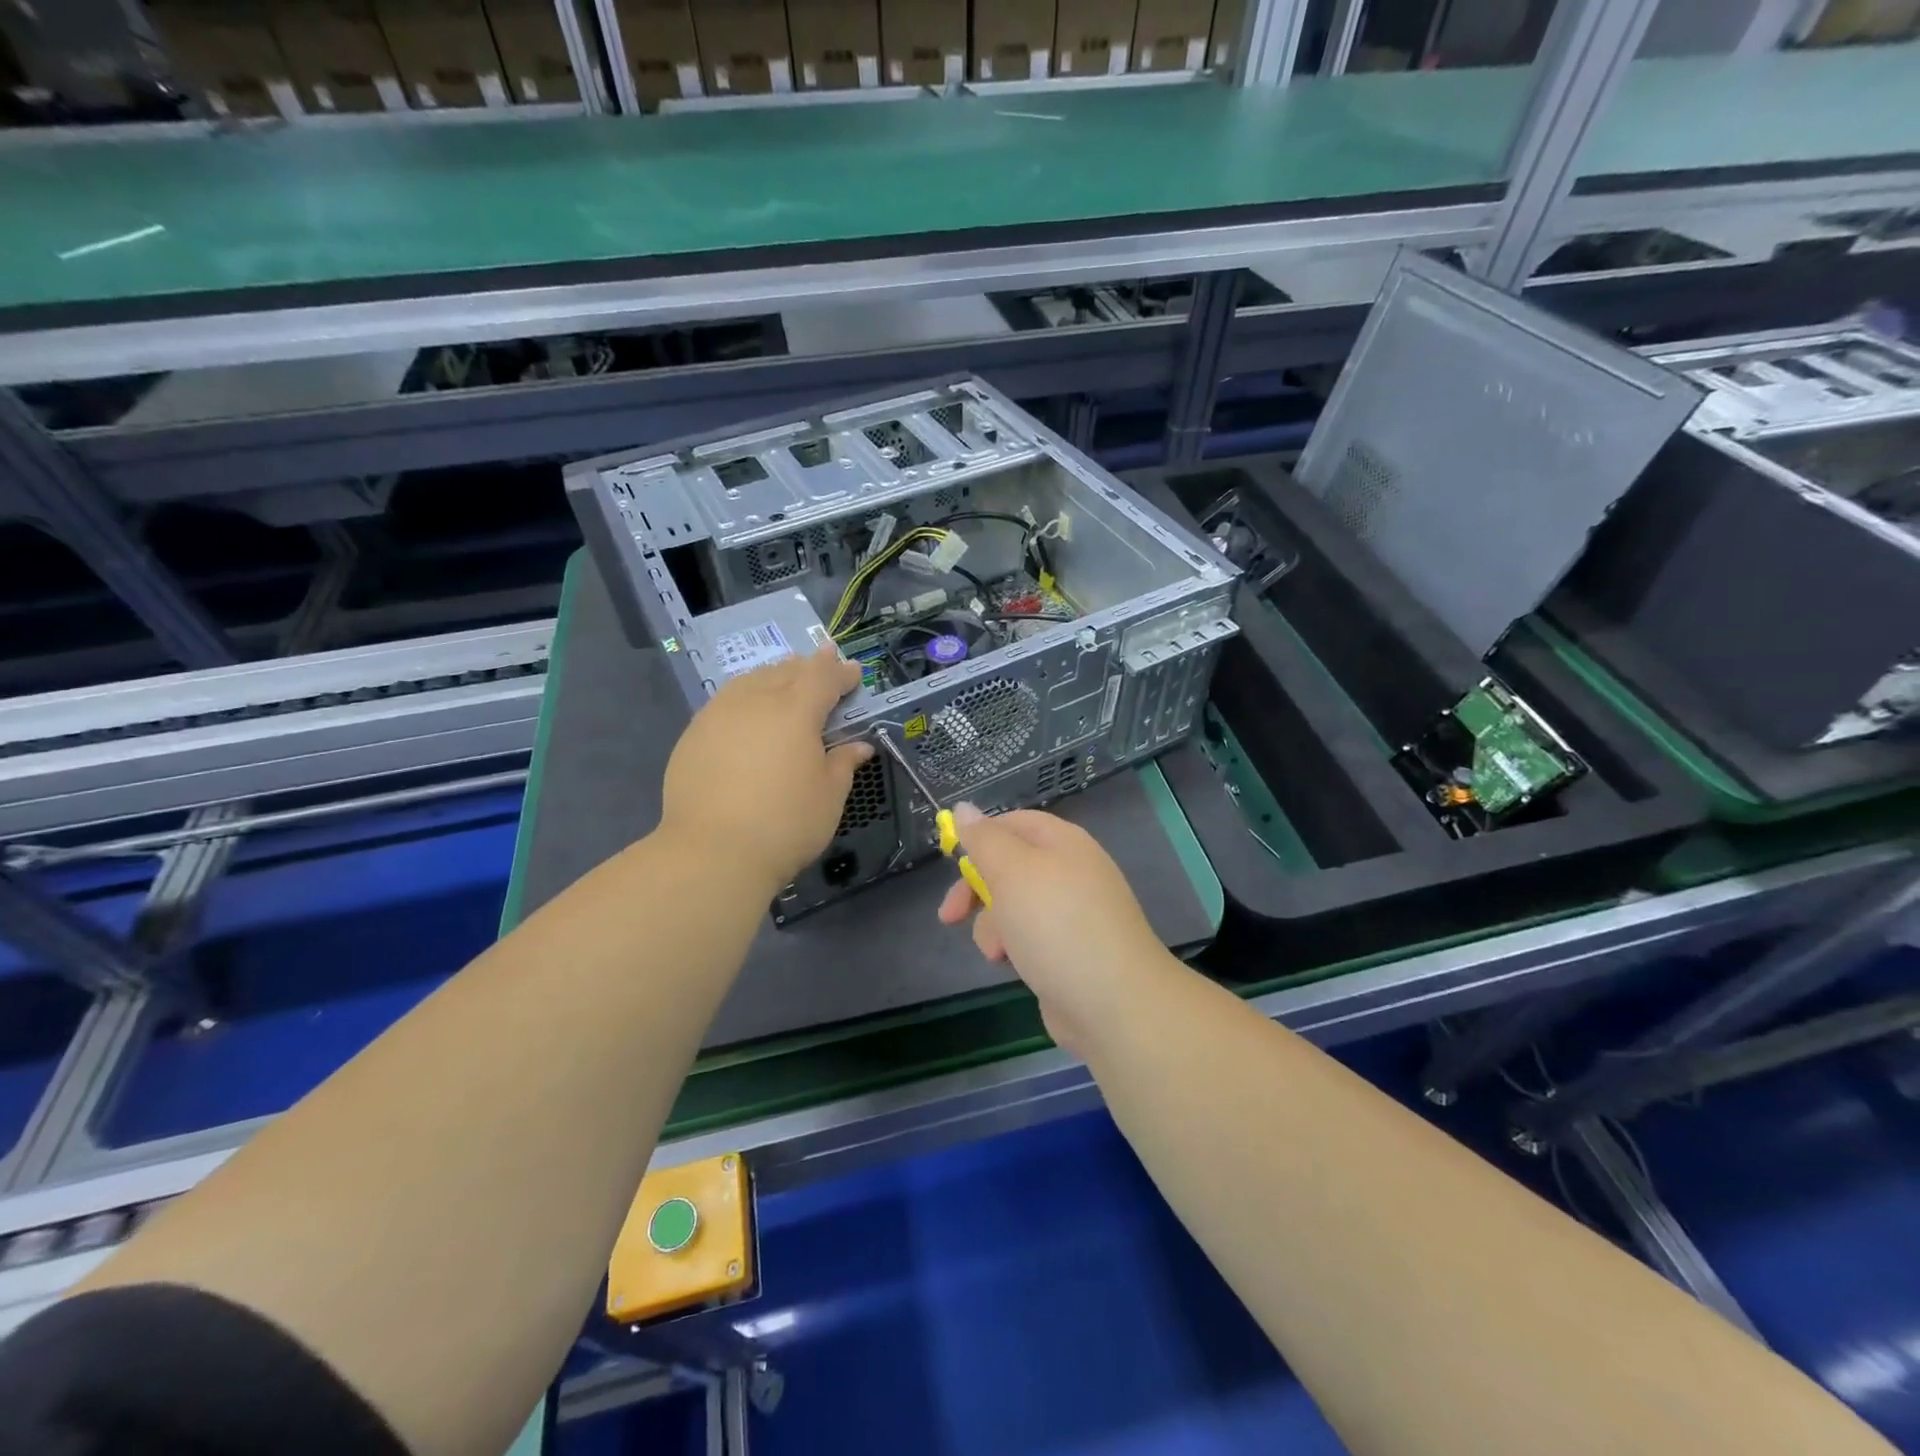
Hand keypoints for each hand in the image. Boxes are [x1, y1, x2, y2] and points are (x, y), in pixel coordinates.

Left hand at [660, 647, 871, 894]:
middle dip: (808, 667)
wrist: (713, 852)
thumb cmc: (785, 823)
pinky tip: (747, 711)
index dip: (840, 672)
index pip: (823, 678)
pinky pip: (726, 701)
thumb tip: (859, 746)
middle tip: (823, 665)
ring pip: (751, 681)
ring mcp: (718, 715)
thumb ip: (843, 763)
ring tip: (784, 679)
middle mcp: (756, 701)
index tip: (854, 671)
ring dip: (773, 676)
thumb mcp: (829, 796)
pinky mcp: (693, 735)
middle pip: (786, 672)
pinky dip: (745, 696)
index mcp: (796, 711)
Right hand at [936, 805, 1177, 1054]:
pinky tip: (1012, 965)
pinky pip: (1029, 937)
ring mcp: (1073, 914)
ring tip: (997, 951)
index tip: (950, 861)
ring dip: (993, 926)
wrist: (1114, 1002)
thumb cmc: (1056, 925)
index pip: (1015, 822)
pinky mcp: (1070, 951)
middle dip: (977, 890)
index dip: (980, 836)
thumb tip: (964, 808)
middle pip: (1010, 866)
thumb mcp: (1012, 871)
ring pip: (1014, 906)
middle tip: (951, 916)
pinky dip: (1014, 947)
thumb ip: (985, 839)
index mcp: (1064, 843)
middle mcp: (1071, 872)